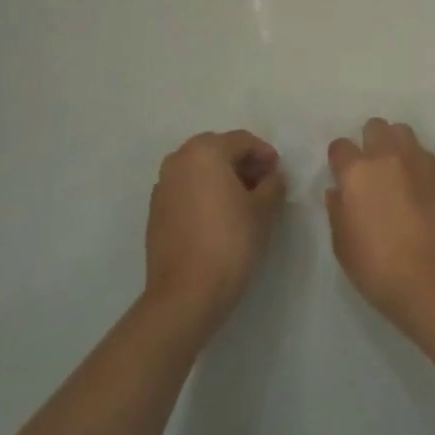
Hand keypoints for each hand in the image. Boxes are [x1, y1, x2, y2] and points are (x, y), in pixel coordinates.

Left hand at [144, 131, 286, 331]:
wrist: (186, 294)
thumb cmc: (230, 242)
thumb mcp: (264, 210)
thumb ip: (273, 184)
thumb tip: (271, 176)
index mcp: (205, 151)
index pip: (242, 141)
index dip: (265, 153)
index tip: (279, 173)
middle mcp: (178, 160)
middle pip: (218, 150)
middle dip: (242, 163)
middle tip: (264, 184)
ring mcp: (163, 186)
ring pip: (199, 170)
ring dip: (222, 177)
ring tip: (244, 202)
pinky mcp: (156, 211)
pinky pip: (186, 190)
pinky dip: (204, 193)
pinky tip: (220, 217)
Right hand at [325, 119, 434, 325]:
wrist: (430, 278)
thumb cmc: (376, 266)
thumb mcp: (342, 243)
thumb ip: (337, 209)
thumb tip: (338, 191)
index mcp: (357, 172)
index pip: (340, 146)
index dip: (339, 159)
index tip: (342, 174)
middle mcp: (387, 156)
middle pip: (375, 127)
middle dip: (370, 141)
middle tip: (372, 168)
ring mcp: (418, 161)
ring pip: (403, 132)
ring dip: (396, 144)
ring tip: (397, 169)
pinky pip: (425, 154)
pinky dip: (418, 163)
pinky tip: (418, 185)